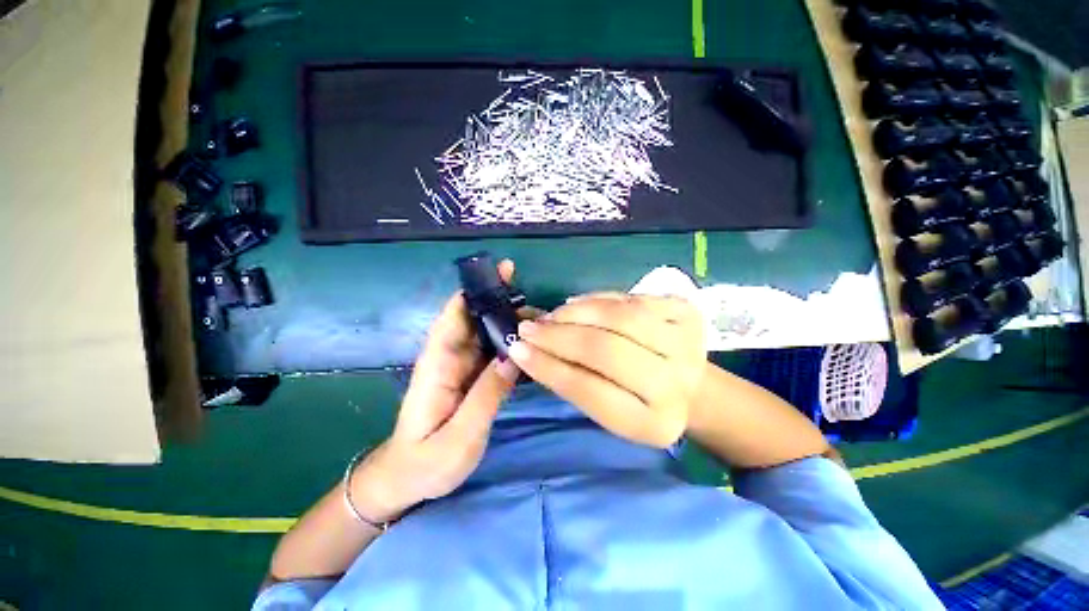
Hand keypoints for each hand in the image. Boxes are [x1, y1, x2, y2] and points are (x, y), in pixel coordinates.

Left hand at [351, 261, 522, 521]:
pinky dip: (509, 342)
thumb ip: (487, 395)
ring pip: (486, 333)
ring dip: (511, 322)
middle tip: (540, 306)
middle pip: (475, 318)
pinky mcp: (470, 377)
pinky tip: (531, 343)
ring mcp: (460, 367)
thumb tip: (515, 354)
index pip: (455, 315)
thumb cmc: (425, 463)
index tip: (504, 274)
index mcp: (438, 364)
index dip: (477, 291)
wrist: (406, 481)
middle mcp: (449, 357)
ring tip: (543, 321)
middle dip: (504, 304)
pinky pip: (491, 351)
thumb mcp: (459, 436)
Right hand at [508, 293, 705, 447]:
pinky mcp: (686, 312)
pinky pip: (630, 298)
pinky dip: (597, 300)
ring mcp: (686, 342)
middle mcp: (675, 383)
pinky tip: (578, 305)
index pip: (589, 390)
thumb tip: (530, 347)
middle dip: (558, 336)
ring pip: (617, 316)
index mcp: (653, 423)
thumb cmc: (642, 405)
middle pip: (604, 349)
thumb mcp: (608, 410)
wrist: (694, 389)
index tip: (516, 350)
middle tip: (529, 328)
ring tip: (551, 316)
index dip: (548, 367)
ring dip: (575, 313)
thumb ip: (573, 381)